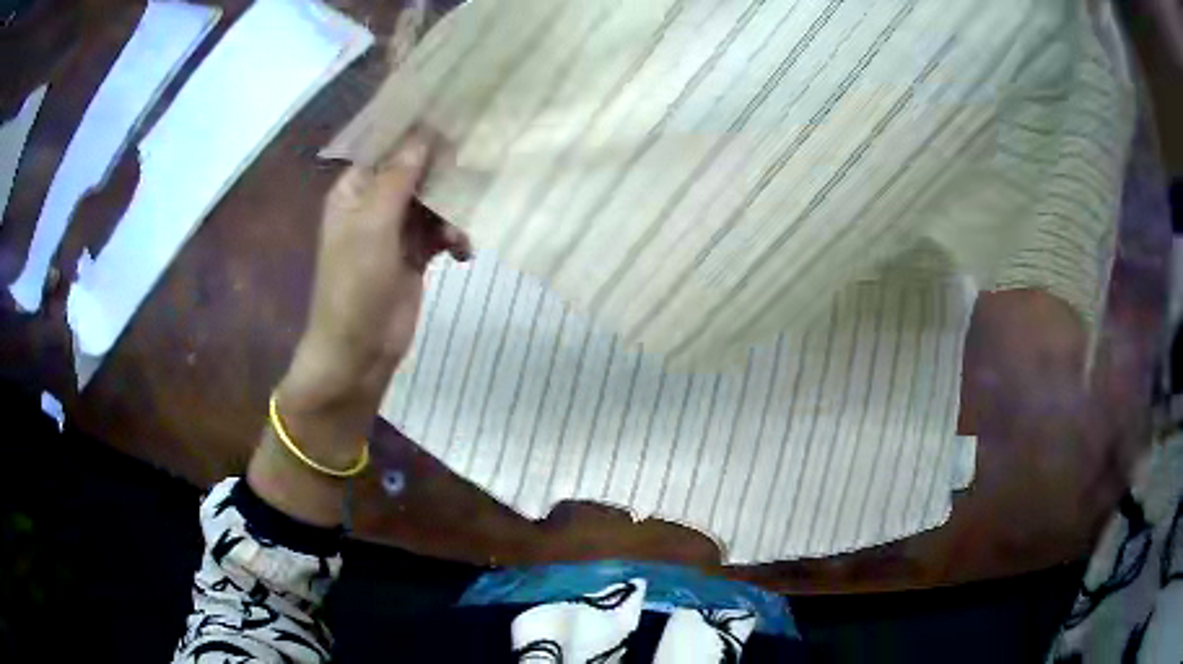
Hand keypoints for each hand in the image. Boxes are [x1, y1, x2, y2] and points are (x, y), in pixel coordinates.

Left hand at [287, 129, 470, 400]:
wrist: (359, 351)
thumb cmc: (354, 284)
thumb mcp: (373, 225)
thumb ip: (400, 177)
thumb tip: (425, 132)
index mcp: (354, 189)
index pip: (386, 147)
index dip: (416, 131)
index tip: (453, 114)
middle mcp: (375, 203)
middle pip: (415, 171)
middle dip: (442, 173)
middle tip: (472, 168)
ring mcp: (396, 229)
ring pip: (433, 201)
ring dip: (451, 212)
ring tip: (458, 234)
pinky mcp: (416, 254)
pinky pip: (442, 231)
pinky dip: (454, 237)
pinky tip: (463, 251)